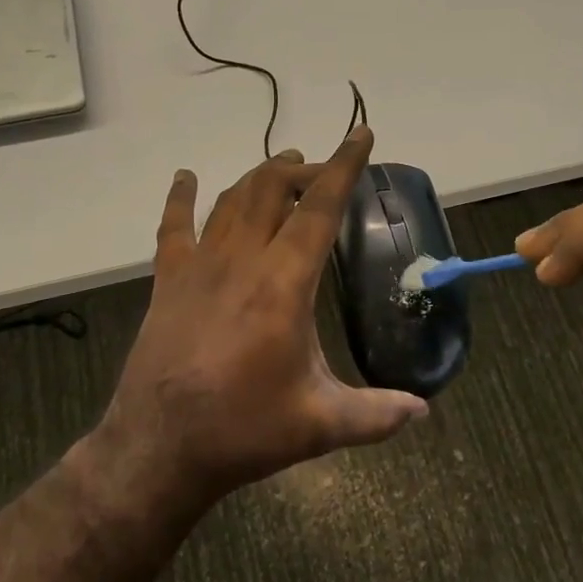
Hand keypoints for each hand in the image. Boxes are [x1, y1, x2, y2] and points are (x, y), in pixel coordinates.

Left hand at [89, 127, 427, 515]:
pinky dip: (180, 198)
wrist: (159, 447)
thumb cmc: (243, 430)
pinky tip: (185, 178)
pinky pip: (173, 226)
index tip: (361, 133)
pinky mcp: (168, 281)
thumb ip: (376, 414)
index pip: (320, 208)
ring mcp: (199, 266)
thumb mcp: (320, 424)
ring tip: (282, 167)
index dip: (344, 166)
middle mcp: (242, 259)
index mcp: (284, 283)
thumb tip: (423, 411)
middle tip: (325, 172)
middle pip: (272, 189)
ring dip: (259, 177)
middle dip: (303, 169)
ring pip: (231, 199)